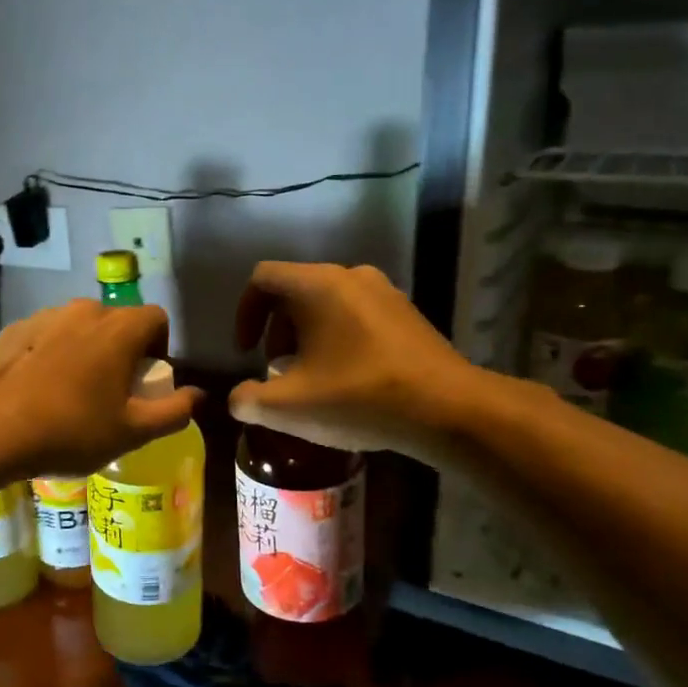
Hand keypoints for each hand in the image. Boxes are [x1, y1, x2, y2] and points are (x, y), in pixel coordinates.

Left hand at [0, 300, 201, 476]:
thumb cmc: (71, 429)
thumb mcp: (132, 431)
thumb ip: (174, 412)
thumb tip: (198, 396)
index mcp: (118, 328)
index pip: (157, 319)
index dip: (159, 349)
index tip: (145, 383)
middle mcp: (83, 311)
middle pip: (117, 323)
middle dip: (122, 352)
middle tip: (111, 395)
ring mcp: (44, 317)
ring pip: (79, 329)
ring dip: (85, 352)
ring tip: (71, 395)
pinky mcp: (12, 331)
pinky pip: (46, 337)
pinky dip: (51, 355)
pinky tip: (38, 391)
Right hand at [228, 262, 478, 456]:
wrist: (448, 409)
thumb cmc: (359, 398)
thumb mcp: (289, 408)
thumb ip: (248, 400)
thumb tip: (239, 398)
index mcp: (317, 286)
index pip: (263, 278)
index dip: (244, 313)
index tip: (247, 352)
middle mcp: (351, 276)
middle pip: (295, 290)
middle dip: (276, 329)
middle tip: (278, 369)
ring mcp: (385, 292)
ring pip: (328, 303)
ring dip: (307, 335)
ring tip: (311, 377)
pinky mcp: (407, 313)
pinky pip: (357, 315)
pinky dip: (338, 338)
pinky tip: (348, 379)